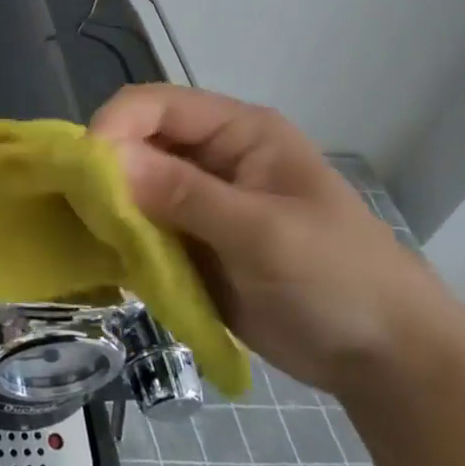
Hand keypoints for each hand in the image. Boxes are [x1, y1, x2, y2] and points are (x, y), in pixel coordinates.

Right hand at [90, 84, 458, 396]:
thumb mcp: (263, 233)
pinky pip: (140, 225)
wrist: (384, 360)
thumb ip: (184, 194)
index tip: (84, 169)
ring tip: (88, 235)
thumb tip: (105, 158)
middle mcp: (211, 156)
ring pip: (131, 184)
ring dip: (108, 205)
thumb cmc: (338, 279)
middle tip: (80, 208)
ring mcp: (199, 200)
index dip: (116, 125)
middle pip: (138, 140)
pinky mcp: (190, 240)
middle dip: (105, 168)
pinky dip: (119, 237)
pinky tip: (106, 257)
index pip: (157, 104)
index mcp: (238, 132)